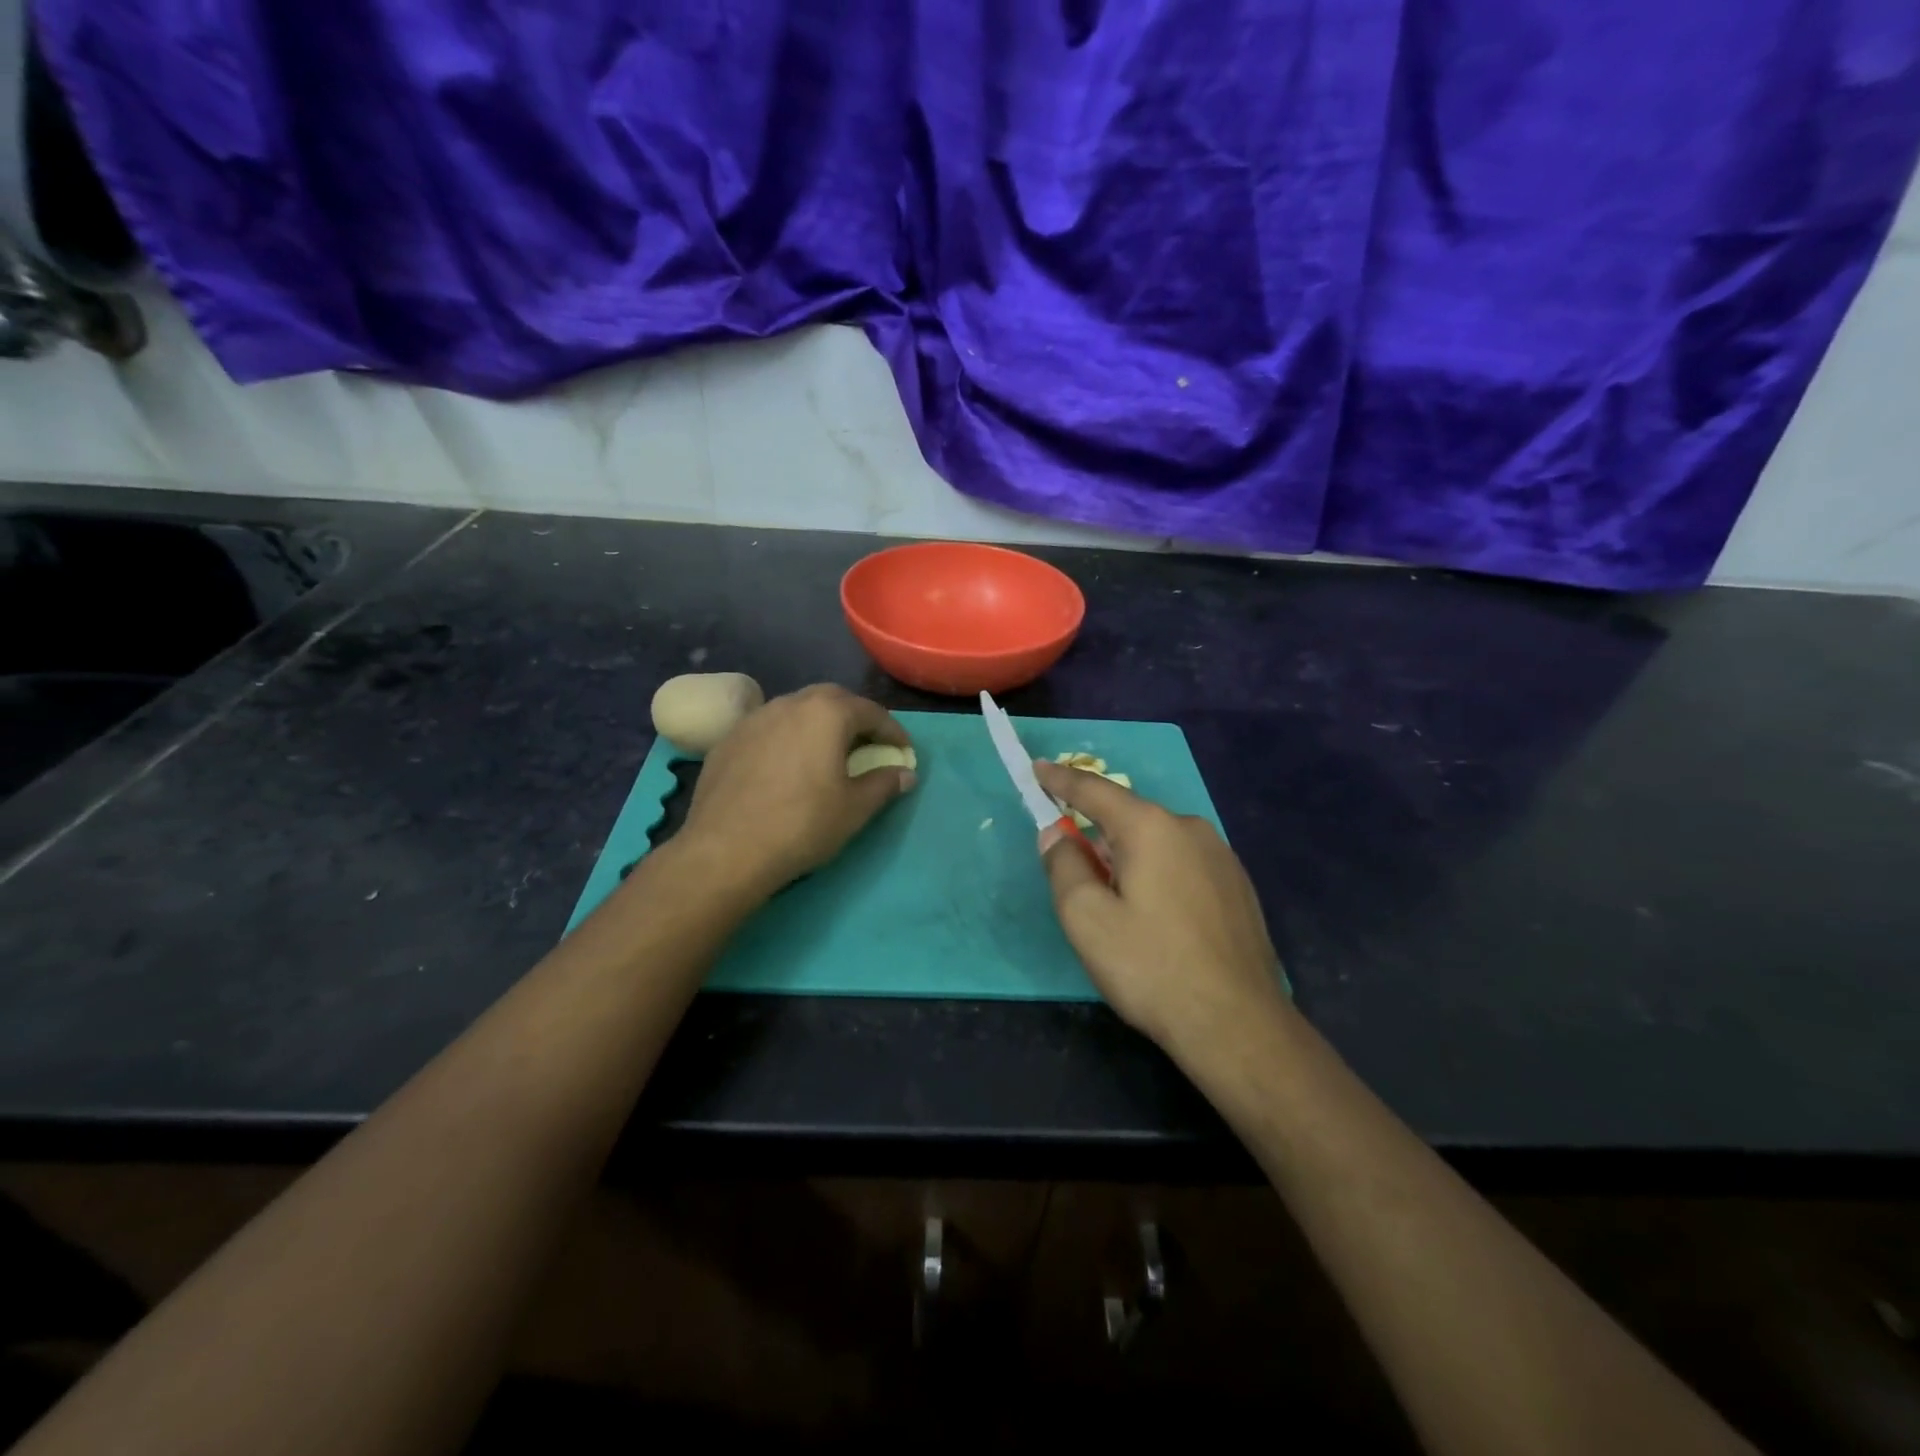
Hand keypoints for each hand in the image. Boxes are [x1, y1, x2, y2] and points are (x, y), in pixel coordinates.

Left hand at [679, 684, 914, 894]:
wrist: (725, 850)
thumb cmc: (802, 825)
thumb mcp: (855, 808)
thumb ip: (884, 784)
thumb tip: (906, 773)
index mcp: (827, 713)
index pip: (871, 712)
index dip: (893, 732)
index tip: (905, 753)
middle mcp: (790, 703)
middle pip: (832, 700)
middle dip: (855, 718)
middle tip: (868, 745)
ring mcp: (754, 719)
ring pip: (796, 710)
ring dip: (819, 725)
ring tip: (828, 753)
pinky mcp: (728, 740)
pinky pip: (769, 729)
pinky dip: (788, 739)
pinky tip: (787, 767)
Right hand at [1035, 760, 1285, 1054]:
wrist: (1237, 1024)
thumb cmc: (1151, 967)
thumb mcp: (1086, 918)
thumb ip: (1063, 865)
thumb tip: (1057, 835)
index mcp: (1150, 827)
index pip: (1094, 790)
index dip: (1060, 780)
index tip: (1037, 769)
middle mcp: (1190, 828)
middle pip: (1128, 818)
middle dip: (1097, 833)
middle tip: (1075, 870)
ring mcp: (1221, 856)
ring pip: (1158, 843)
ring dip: (1129, 858)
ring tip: (1118, 906)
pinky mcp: (1238, 886)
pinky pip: (1183, 864)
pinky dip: (1158, 874)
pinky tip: (1157, 918)